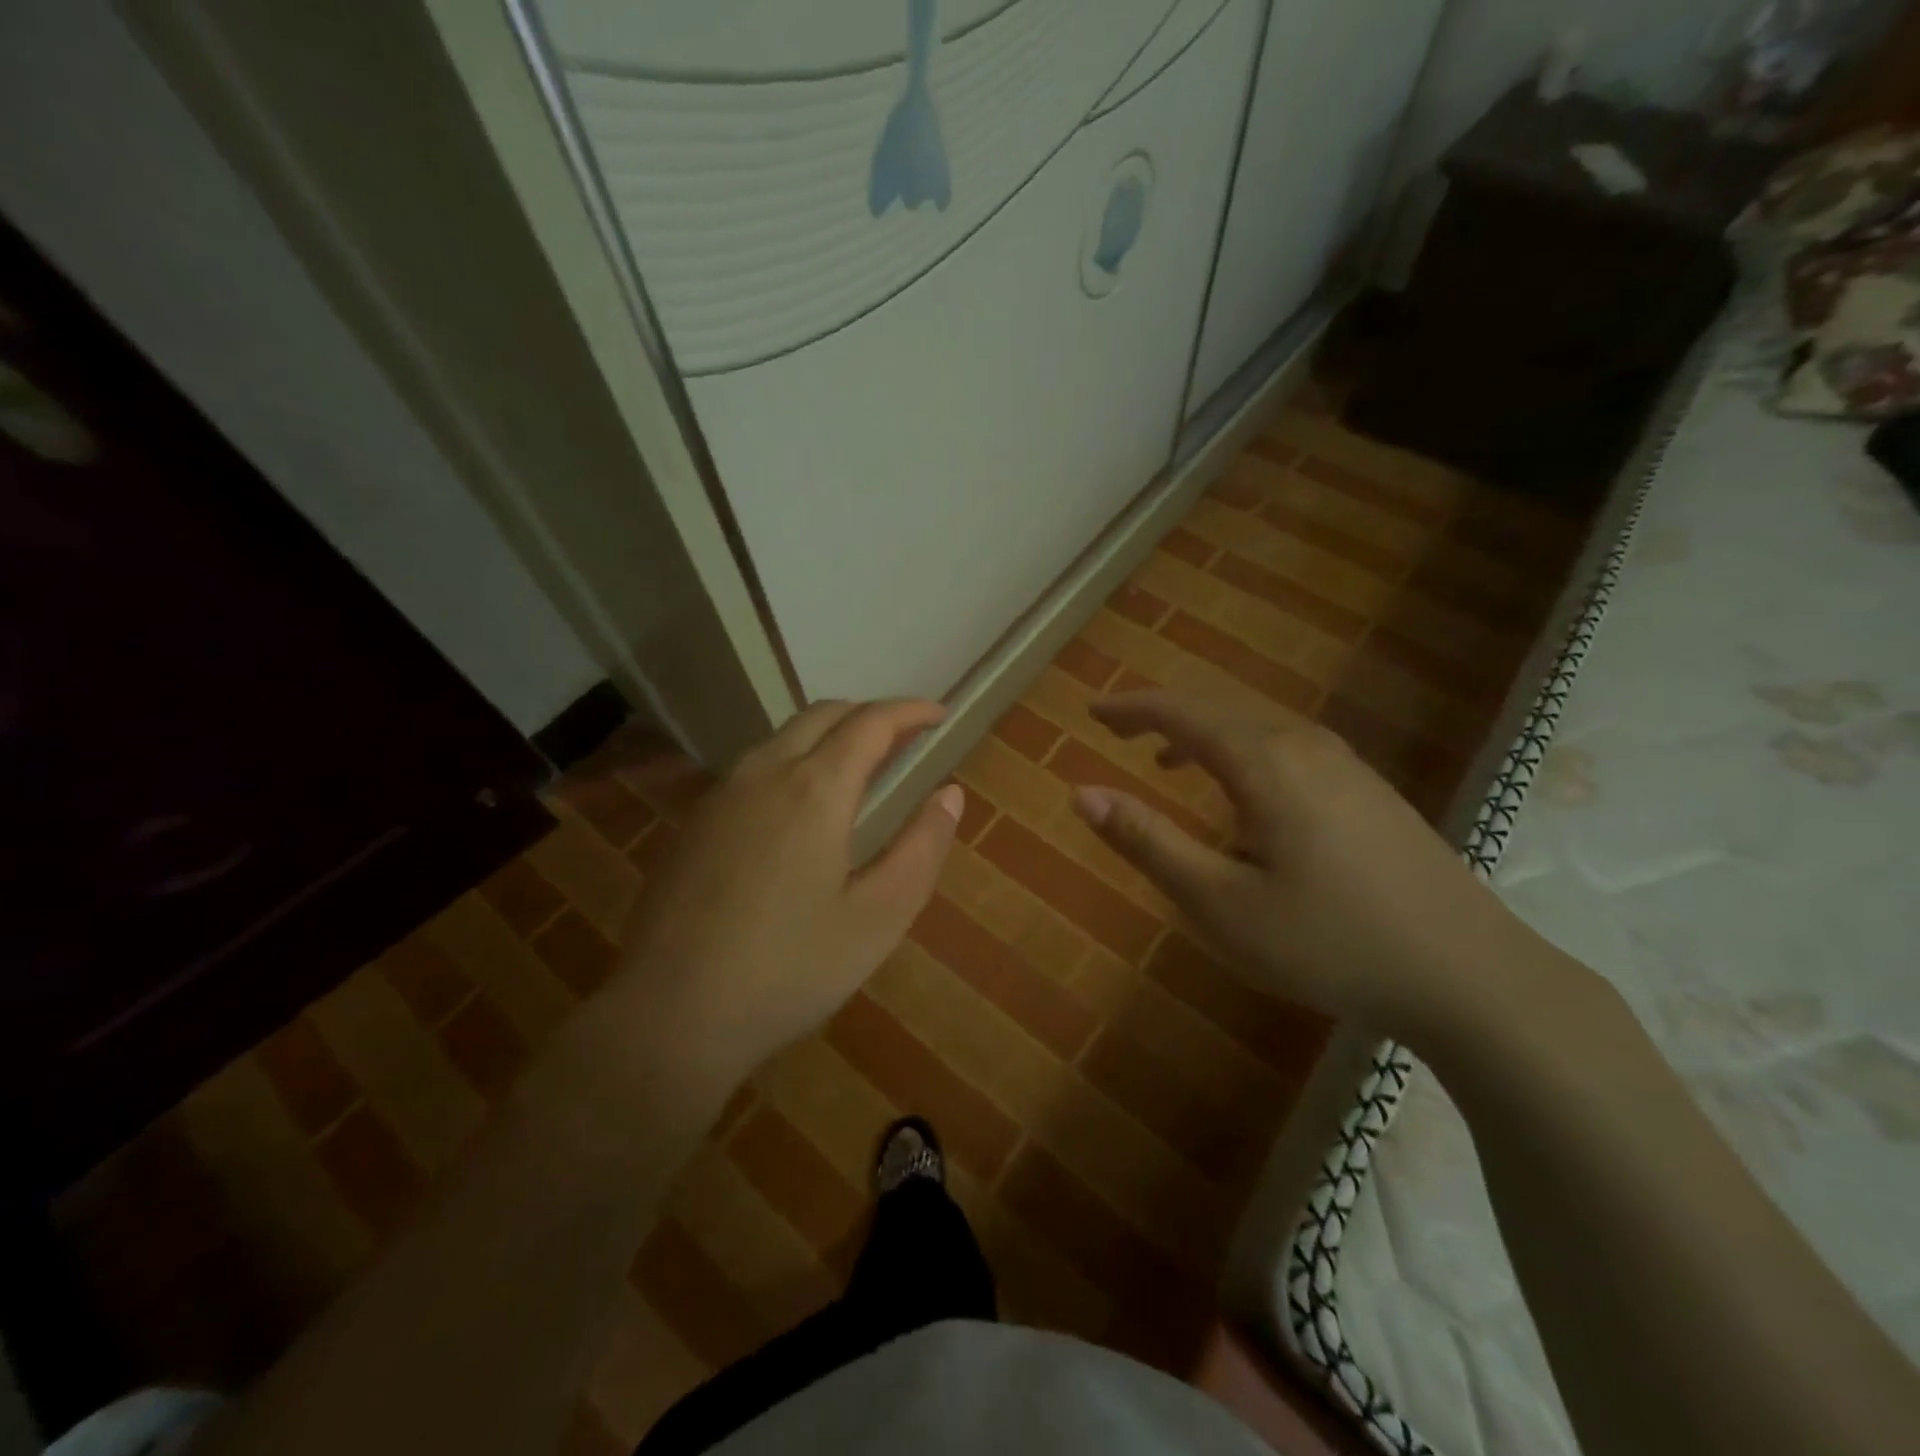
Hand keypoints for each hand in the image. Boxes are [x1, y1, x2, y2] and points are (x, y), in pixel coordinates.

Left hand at [616, 700, 964, 1086]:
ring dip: (830, 736)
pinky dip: (795, 761)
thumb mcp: (879, 917)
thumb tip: (949, 793)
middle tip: (906, 741)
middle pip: (823, 715)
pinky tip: (801, 808)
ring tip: (861, 769)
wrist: (670, 1015)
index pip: (871, 723)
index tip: (940, 716)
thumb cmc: (790, 969)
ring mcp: (720, 795)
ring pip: (783, 737)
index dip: (910, 711)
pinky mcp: (695, 822)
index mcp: (814, 789)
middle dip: (871, 716)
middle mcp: (763, 773)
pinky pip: (755, 767)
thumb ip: (921, 847)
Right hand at [1072, 691, 1540, 1039]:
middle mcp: (1305, 745)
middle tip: (1120, 733)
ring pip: (1257, 727)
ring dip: (1204, 735)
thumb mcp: (1219, 903)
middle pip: (1220, 708)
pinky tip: (1243, 797)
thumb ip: (1148, 842)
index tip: (1093, 713)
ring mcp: (1345, 764)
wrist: (1469, 975)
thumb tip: (1082, 793)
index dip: (1132, 708)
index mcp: (1264, 762)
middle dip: (1163, 715)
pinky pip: (1287, 747)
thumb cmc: (1327, 941)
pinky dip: (1242, 752)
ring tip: (1168, 763)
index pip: (1182, 712)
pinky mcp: (1369, 790)